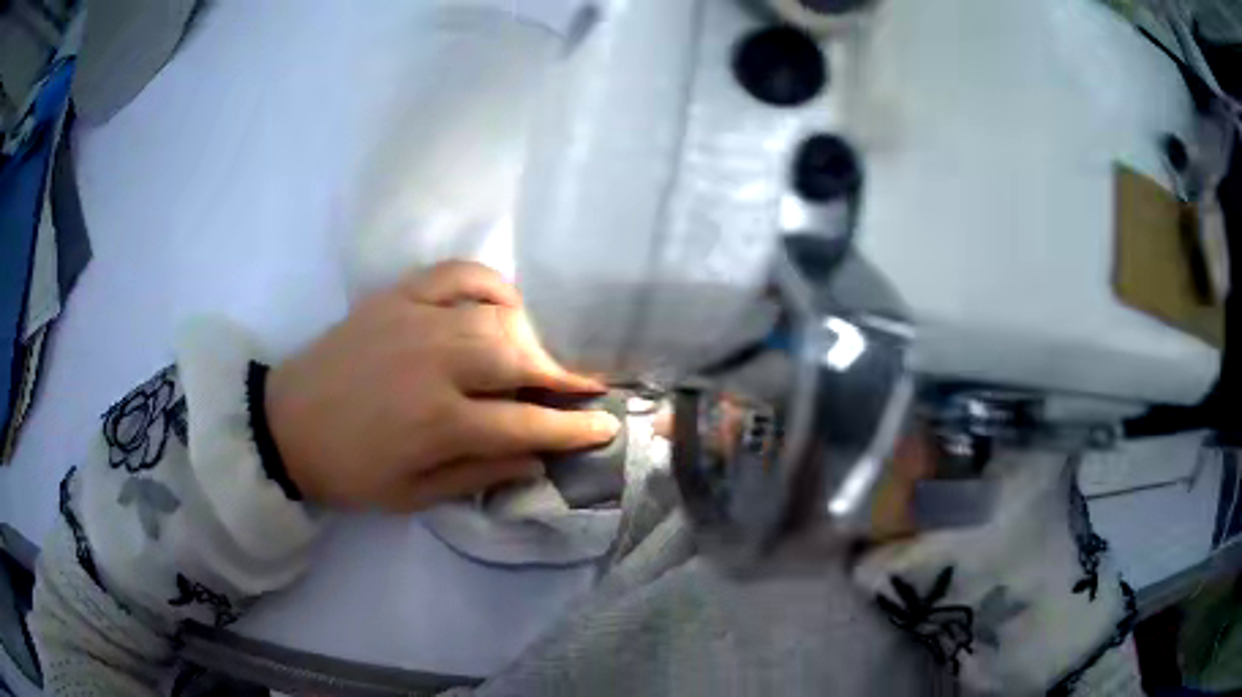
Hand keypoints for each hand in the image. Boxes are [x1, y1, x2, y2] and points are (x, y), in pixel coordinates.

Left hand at [264, 261, 619, 510]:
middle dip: (560, 375)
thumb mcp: (412, 496)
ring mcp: (414, 319)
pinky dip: (489, 283)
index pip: (526, 423)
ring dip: (528, 337)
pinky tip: (501, 304)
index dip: (573, 427)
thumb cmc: (349, 471)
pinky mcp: (395, 296)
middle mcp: (433, 363)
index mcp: (437, 422)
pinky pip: (457, 273)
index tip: (606, 424)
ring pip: (496, 315)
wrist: (285, 425)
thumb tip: (536, 459)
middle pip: (519, 358)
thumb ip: (479, 474)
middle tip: (579, 387)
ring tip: (534, 357)